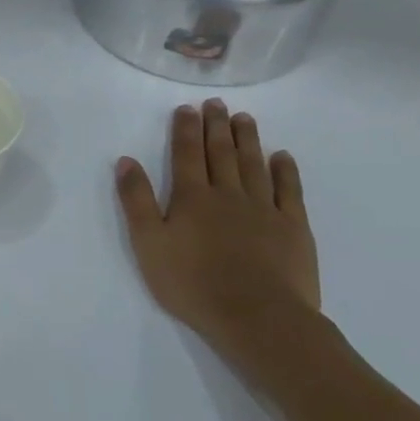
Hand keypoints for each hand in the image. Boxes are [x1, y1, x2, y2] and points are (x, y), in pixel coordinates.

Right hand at [114, 101, 320, 355]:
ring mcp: (264, 209)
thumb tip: (126, 161)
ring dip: (248, 140)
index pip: (187, 155)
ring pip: (254, 165)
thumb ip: (136, 201)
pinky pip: (289, 191)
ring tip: (244, 119)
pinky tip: (282, 157)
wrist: (256, 316)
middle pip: (222, 153)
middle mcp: (228, 194)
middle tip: (216, 104)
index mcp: (191, 198)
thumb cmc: (192, 283)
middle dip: (216, 126)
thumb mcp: (148, 243)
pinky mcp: (293, 228)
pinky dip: (285, 171)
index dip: (185, 130)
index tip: (186, 108)